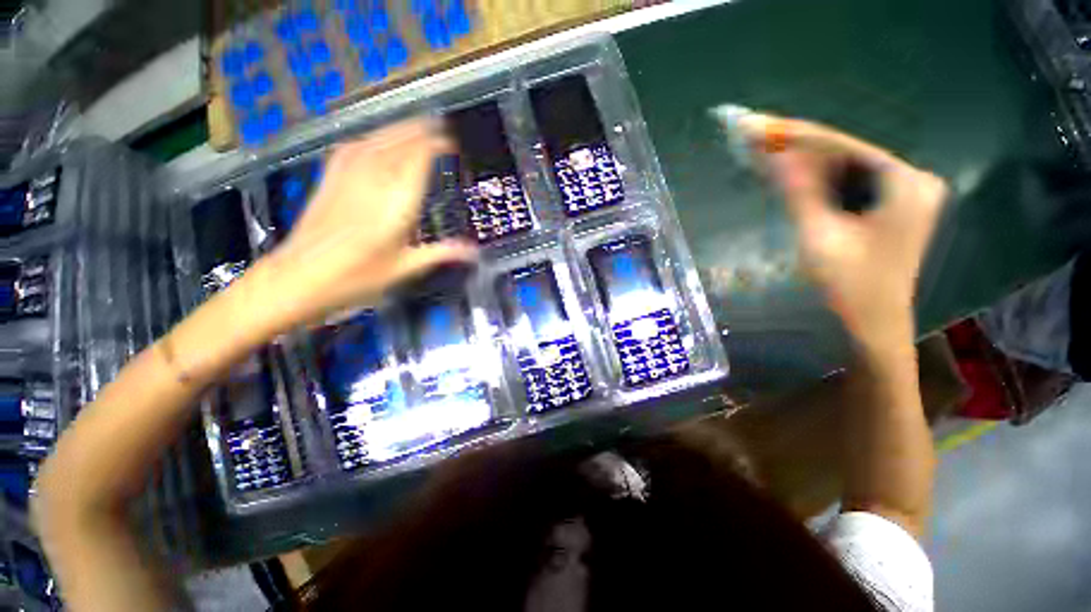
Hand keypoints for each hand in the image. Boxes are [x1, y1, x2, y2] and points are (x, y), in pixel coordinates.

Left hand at [246, 118, 477, 334]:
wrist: (297, 278)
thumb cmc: (356, 277)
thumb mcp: (405, 268)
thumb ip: (442, 253)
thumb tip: (473, 252)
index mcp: (396, 202)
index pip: (419, 158)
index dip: (437, 143)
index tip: (452, 142)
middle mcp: (373, 180)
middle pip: (398, 141)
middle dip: (420, 130)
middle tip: (440, 128)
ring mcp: (347, 176)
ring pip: (376, 139)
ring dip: (398, 129)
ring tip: (415, 127)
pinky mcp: (329, 178)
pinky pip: (353, 147)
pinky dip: (370, 138)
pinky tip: (374, 140)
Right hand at [735, 113, 947, 347]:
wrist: (871, 328)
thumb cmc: (850, 287)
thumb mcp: (819, 236)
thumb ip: (798, 191)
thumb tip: (772, 152)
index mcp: (904, 183)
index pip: (842, 145)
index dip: (795, 135)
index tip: (756, 125)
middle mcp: (909, 180)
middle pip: (843, 154)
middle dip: (797, 148)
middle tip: (753, 137)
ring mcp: (901, 195)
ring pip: (843, 168)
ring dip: (802, 163)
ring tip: (761, 152)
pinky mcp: (887, 209)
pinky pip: (845, 185)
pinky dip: (814, 181)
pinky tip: (786, 176)